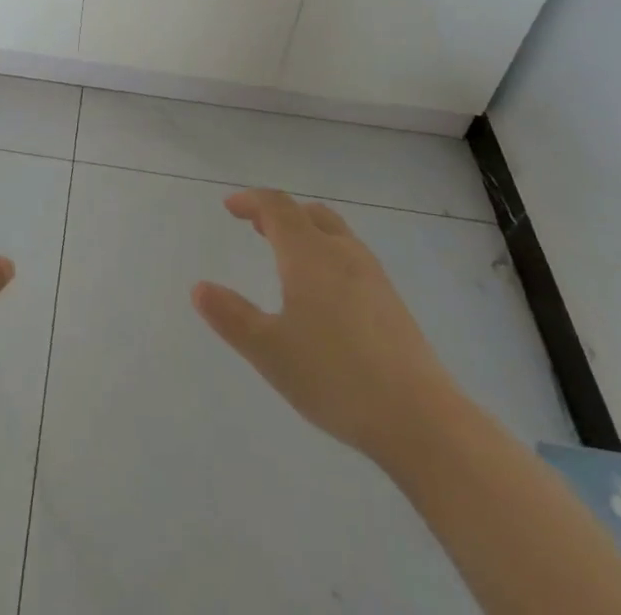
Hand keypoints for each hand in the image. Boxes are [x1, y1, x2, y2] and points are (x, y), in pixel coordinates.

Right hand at [193, 188, 455, 464]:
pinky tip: (325, 293)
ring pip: (334, 233)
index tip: (230, 207)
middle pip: (308, 213)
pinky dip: (327, 253)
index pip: (276, 207)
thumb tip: (199, 288)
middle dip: (279, 213)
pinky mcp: (392, 302)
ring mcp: (372, 276)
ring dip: (306, 231)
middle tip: (257, 226)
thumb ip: (231, 317)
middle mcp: (341, 252)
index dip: (251, 200)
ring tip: (287, 255)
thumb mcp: (269, 351)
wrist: (421, 420)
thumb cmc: (335, 377)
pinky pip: (351, 256)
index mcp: (308, 254)